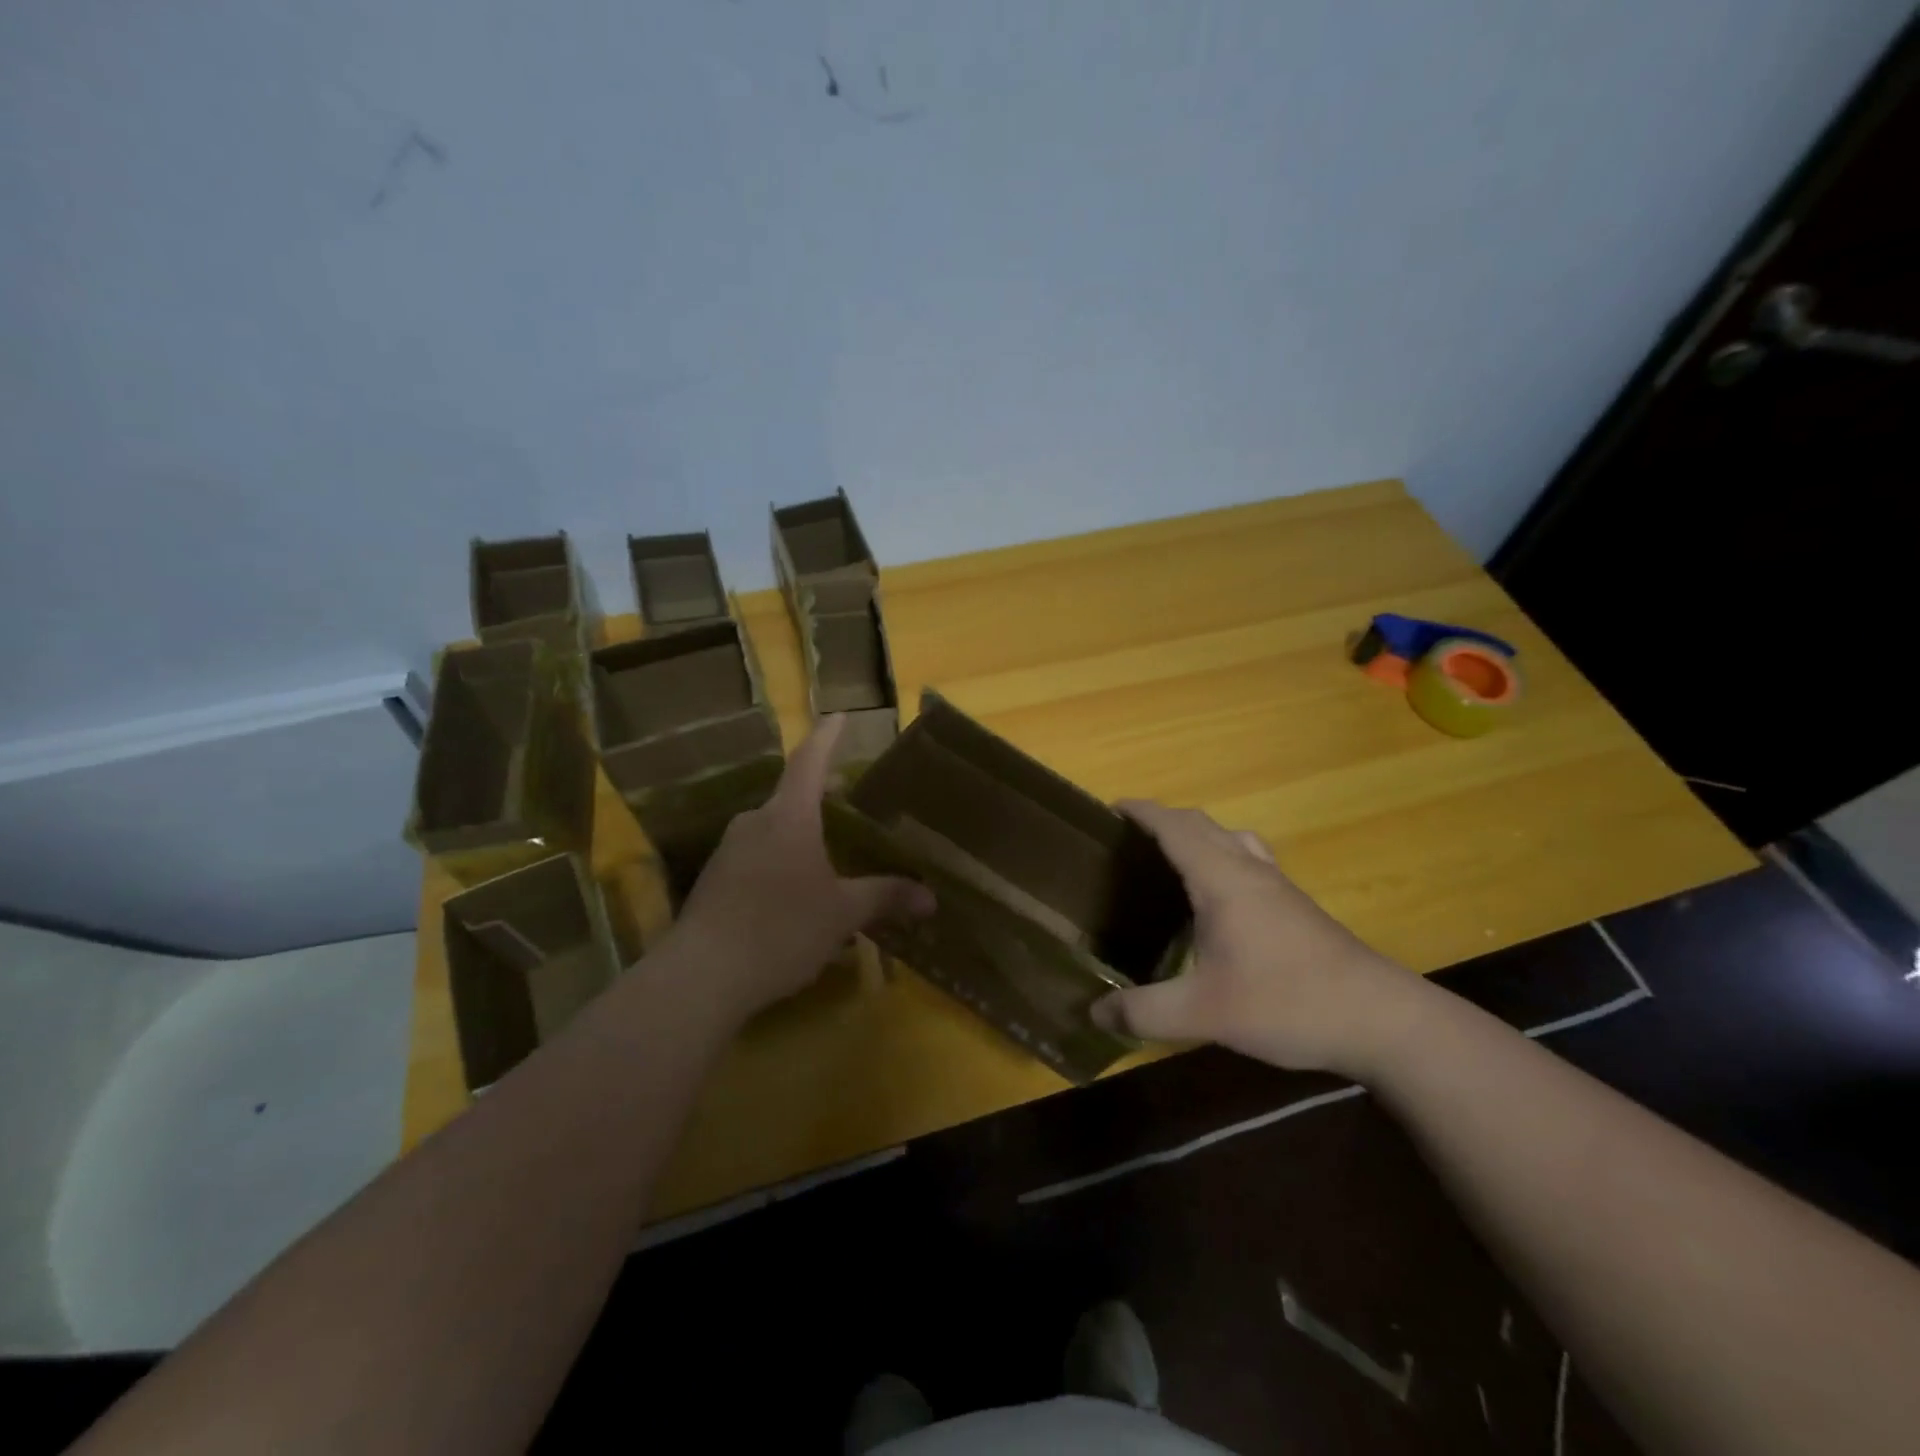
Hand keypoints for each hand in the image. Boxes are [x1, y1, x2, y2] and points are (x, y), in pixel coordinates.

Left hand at [667, 716, 934, 1026]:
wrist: (700, 977)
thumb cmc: (780, 930)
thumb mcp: (842, 914)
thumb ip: (885, 898)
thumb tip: (930, 898)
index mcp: (788, 818)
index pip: (810, 762)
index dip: (827, 737)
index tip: (839, 716)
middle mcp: (755, 823)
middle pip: (791, 796)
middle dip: (821, 794)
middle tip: (848, 799)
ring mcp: (729, 851)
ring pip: (773, 828)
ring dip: (801, 832)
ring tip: (829, 852)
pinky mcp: (714, 880)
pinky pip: (756, 856)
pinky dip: (781, 859)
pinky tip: (795, 893)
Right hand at [1091, 802, 1433, 1076]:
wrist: (1381, 1019)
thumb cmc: (1287, 1001)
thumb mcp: (1204, 1014)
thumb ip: (1144, 1013)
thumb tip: (1095, 1013)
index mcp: (1221, 880)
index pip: (1175, 827)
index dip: (1142, 812)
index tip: (1110, 808)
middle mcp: (1249, 870)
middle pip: (1201, 824)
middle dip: (1164, 820)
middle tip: (1128, 839)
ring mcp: (1278, 886)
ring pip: (1230, 839)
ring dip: (1197, 835)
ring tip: (1171, 859)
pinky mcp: (1296, 906)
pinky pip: (1249, 859)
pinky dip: (1222, 857)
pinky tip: (1219, 899)